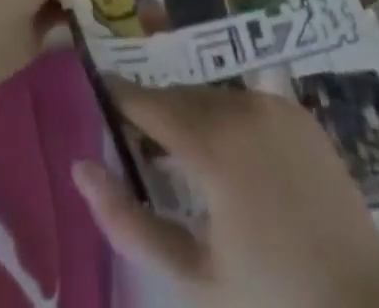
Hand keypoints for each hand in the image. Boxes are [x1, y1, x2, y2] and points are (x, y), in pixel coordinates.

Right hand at [72, 81, 378, 307]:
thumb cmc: (272, 301)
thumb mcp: (192, 278)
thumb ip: (129, 223)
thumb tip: (80, 169)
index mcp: (211, 145)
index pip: (147, 102)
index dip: (119, 96)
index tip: (98, 92)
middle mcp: (240, 107)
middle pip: (180, 96)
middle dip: (156, 112)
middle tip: (140, 142)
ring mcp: (274, 105)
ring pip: (212, 95)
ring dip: (191, 114)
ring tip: (185, 156)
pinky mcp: (298, 113)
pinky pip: (247, 101)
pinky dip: (227, 116)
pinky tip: (233, 157)